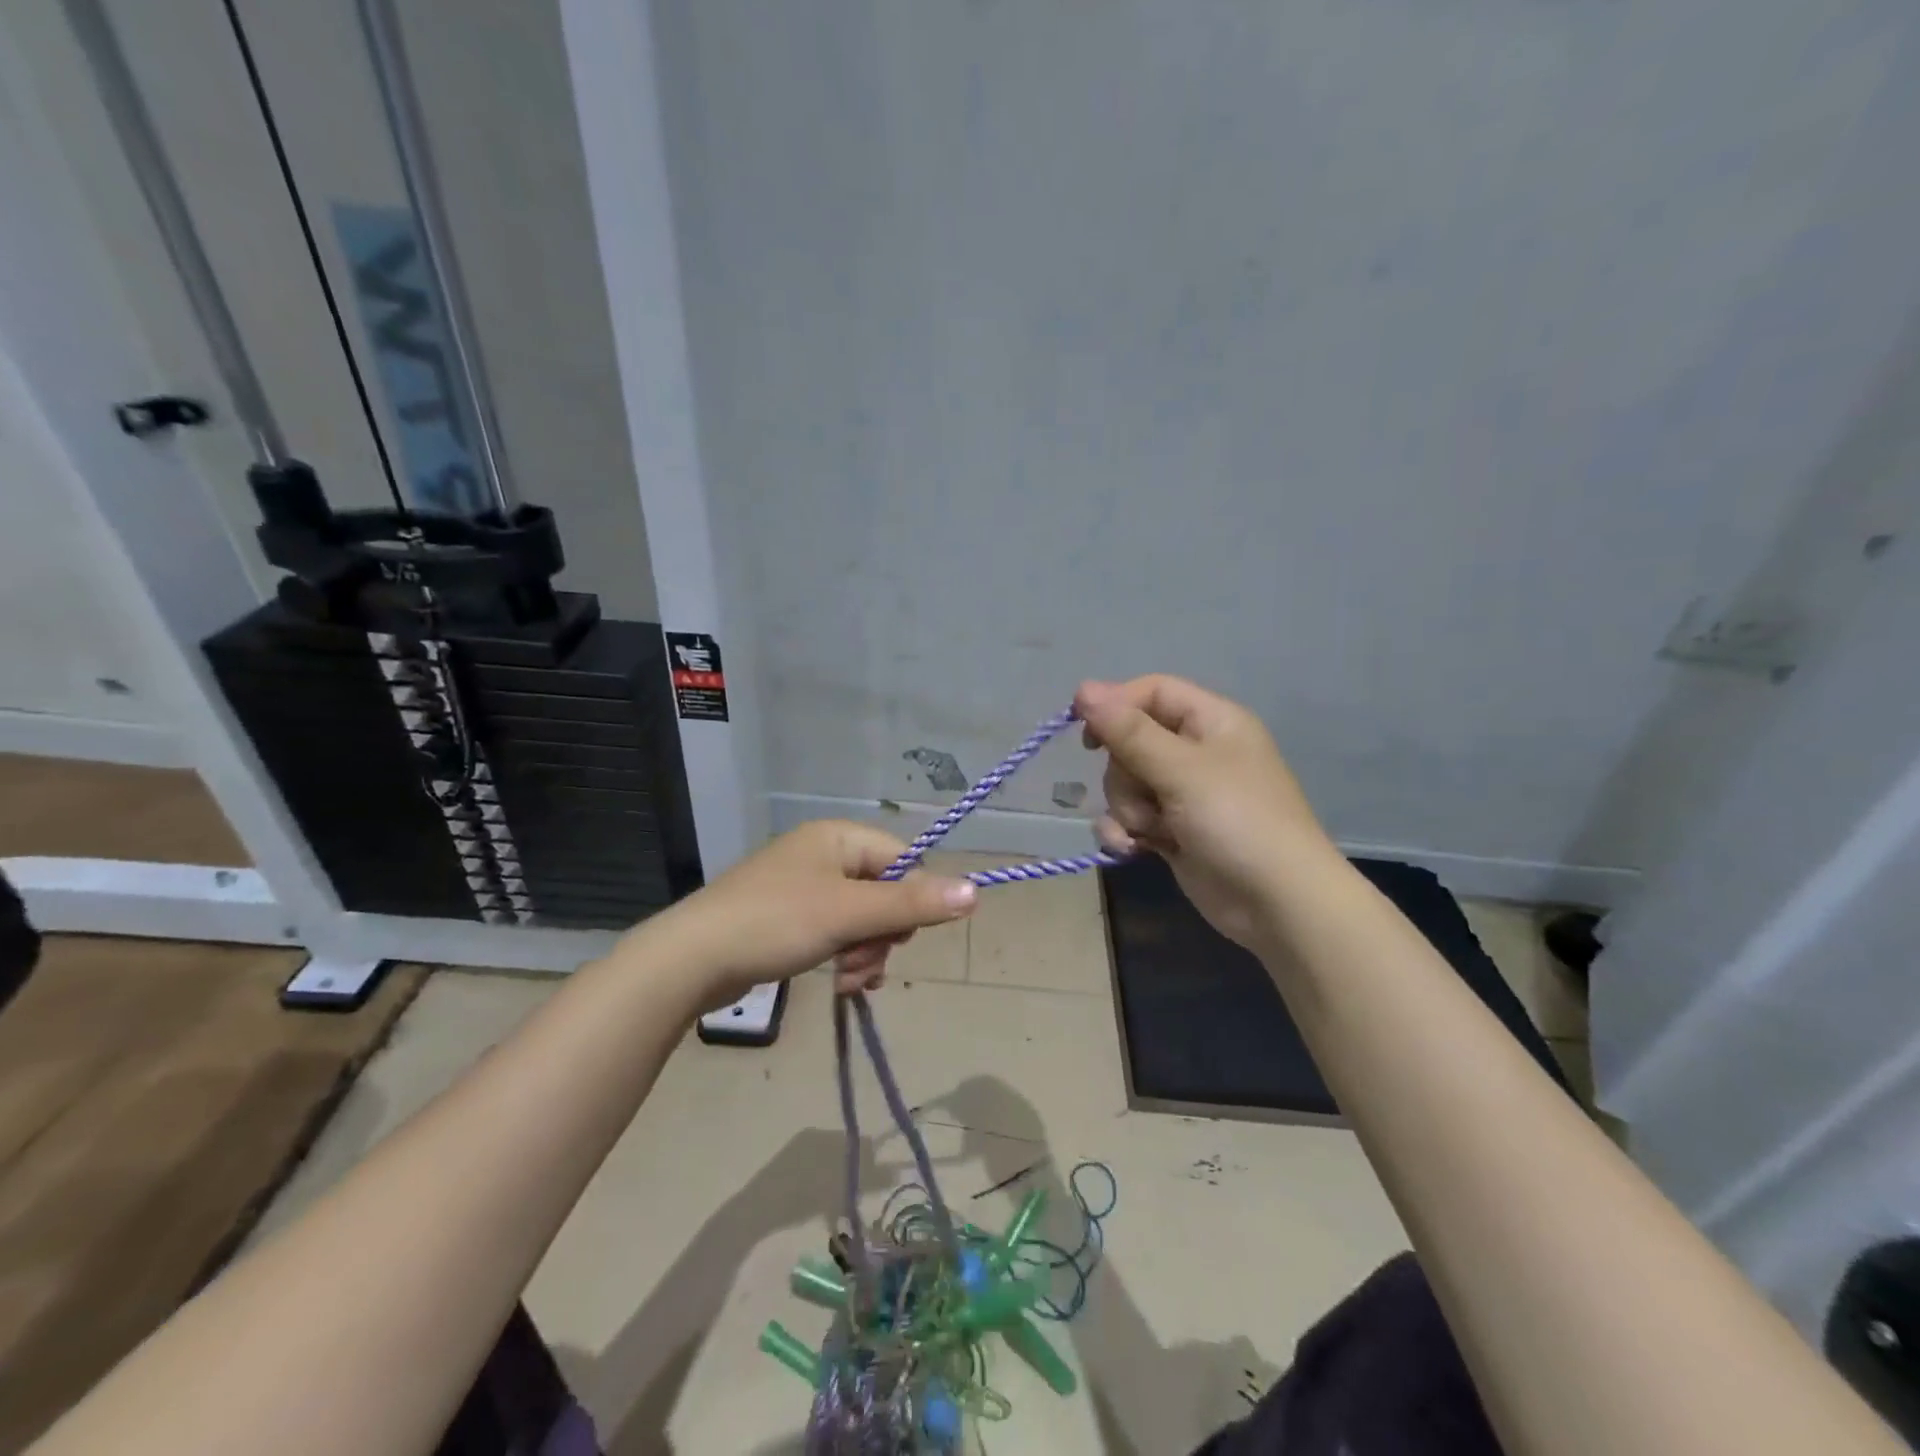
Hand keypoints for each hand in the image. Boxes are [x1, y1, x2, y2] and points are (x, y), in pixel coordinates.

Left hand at [656, 820, 977, 1009]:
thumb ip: (913, 903)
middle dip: (883, 935)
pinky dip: (844, 956)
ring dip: (865, 952)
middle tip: (862, 962)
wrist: (691, 959)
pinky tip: (839, 983)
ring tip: (847, 980)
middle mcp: (825, 854)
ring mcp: (805, 886)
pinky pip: (838, 932)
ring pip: (863, 918)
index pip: (904, 860)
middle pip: (885, 892)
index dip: (912, 901)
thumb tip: (976, 891)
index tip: (900, 939)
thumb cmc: (775, 923)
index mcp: (839, 837)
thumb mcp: (849, 913)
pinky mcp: (790, 917)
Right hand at [1076, 675, 1336, 949]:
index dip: (1115, 705)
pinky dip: (1126, 832)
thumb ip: (1129, 731)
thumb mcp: (1181, 770)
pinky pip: (1130, 817)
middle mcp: (1196, 752)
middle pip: (1130, 741)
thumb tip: (1083, 688)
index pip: (1152, 692)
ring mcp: (1183, 794)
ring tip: (1151, 831)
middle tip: (1145, 795)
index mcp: (1212, 722)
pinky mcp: (1172, 830)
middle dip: (1124, 773)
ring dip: (1127, 808)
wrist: (1277, 905)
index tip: (1083, 730)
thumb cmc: (1237, 822)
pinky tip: (1133, 850)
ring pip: (1125, 783)